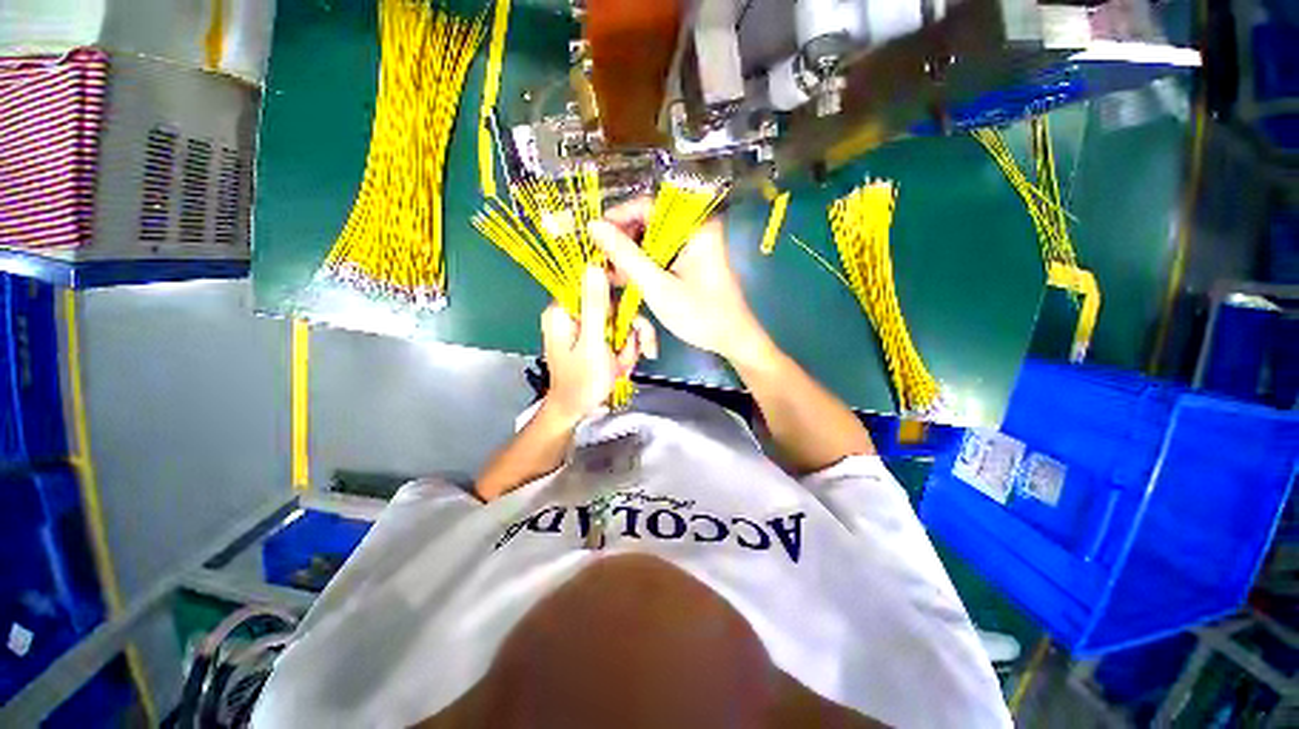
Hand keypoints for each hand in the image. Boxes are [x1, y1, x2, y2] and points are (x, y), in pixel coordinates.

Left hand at [541, 266, 656, 422]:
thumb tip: (595, 265)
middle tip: (626, 355)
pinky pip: (616, 333)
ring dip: (627, 345)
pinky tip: (620, 366)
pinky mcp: (592, 336)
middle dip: (627, 332)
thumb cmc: (582, 381)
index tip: (630, 323)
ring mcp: (583, 325)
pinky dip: (623, 350)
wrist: (575, 410)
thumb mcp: (592, 344)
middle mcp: (572, 313)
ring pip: (619, 321)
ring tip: (621, 366)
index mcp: (563, 310)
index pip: (597, 285)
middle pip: (613, 305)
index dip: (620, 300)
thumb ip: (595, 306)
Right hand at [588, 199, 773, 366]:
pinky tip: (625, 280)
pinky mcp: (688, 260)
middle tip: (600, 261)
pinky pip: (659, 254)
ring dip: (629, 256)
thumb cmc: (700, 314)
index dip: (617, 218)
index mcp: (695, 224)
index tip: (594, 237)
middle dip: (622, 241)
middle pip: (647, 221)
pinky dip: (641, 265)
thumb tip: (593, 226)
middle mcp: (694, 227)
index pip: (647, 205)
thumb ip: (625, 256)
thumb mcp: (657, 286)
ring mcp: (691, 244)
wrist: (731, 340)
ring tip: (609, 275)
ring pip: (650, 239)